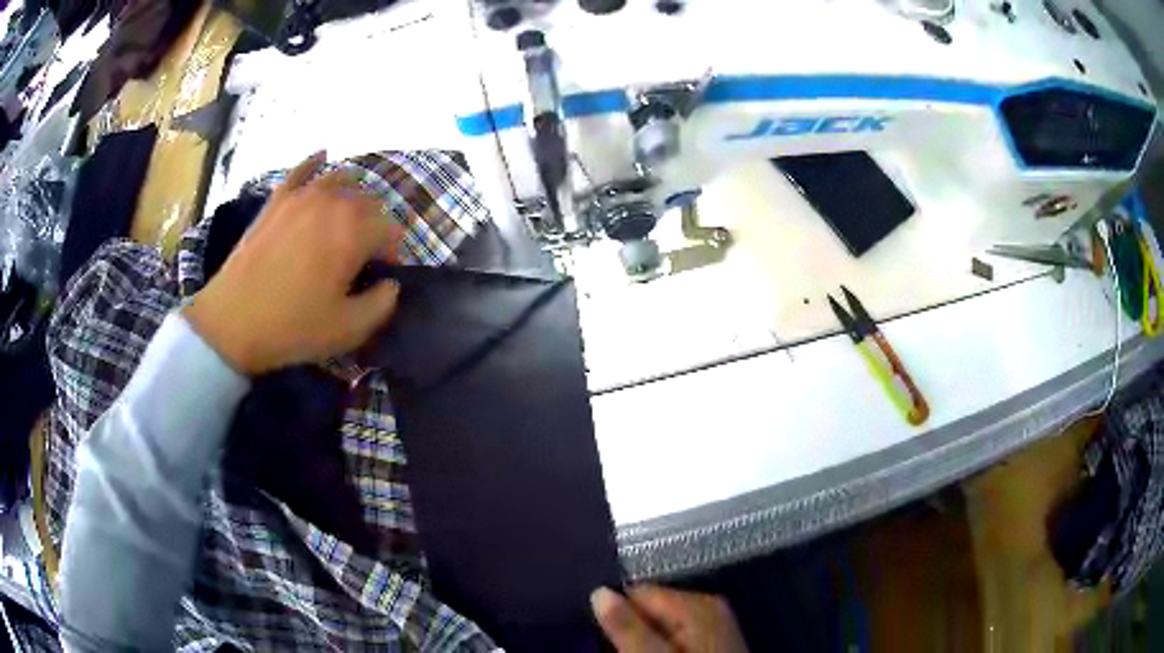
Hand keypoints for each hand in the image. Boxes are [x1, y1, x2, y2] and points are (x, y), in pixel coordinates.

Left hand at [184, 151, 403, 374]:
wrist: (232, 321)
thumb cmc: (293, 327)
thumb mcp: (348, 330)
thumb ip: (383, 304)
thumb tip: (391, 284)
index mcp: (354, 231)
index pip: (391, 231)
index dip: (392, 254)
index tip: (381, 277)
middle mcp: (333, 202)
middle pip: (370, 203)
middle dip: (375, 226)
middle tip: (363, 256)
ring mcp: (302, 196)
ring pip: (342, 180)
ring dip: (353, 196)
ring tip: (348, 217)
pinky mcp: (276, 200)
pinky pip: (301, 170)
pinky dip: (315, 162)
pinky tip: (323, 157)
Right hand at [591, 586, 746, 652]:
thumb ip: (628, 627)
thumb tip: (599, 592)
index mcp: (697, 603)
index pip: (638, 592)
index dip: (614, 612)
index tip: (597, 634)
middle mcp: (708, 607)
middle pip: (650, 609)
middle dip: (628, 628)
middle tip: (613, 650)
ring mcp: (712, 626)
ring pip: (660, 626)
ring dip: (640, 641)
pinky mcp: (712, 643)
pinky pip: (674, 637)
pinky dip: (657, 647)